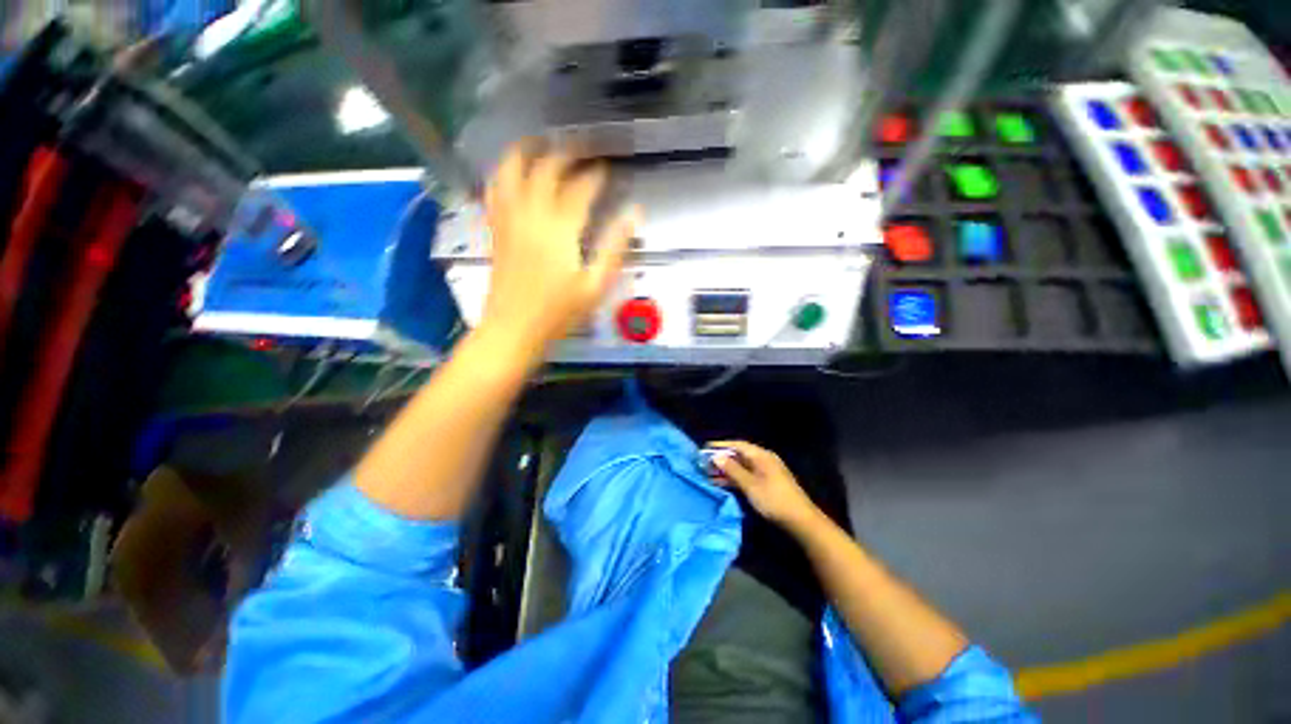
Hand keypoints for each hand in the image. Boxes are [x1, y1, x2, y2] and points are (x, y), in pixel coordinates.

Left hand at [481, 145, 639, 357]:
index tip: (608, 169)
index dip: (596, 175)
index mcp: (560, 228)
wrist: (514, 328)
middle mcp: (531, 214)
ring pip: (512, 169)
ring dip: (527, 150)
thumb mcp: (596, 285)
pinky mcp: (496, 228)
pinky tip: (512, 171)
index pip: (580, 188)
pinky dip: (504, 172)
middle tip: (583, 148)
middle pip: (546, 168)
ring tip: (542, 142)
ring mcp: (508, 219)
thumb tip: (634, 214)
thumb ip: (615, 247)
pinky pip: (494, 189)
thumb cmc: (559, 312)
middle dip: (567, 153)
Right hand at [706, 441, 821, 530]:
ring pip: (742, 466)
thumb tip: (716, 457)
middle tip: (704, 463)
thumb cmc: (773, 499)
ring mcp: (767, 472)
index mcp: (761, 456)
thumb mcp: (750, 485)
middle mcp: (764, 459)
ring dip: (727, 469)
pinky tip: (723, 484)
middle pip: (739, 455)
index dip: (720, 446)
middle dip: (722, 458)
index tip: (705, 449)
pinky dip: (735, 478)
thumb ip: (732, 470)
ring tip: (709, 474)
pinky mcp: (767, 483)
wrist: (800, 521)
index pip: (737, 445)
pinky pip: (747, 475)